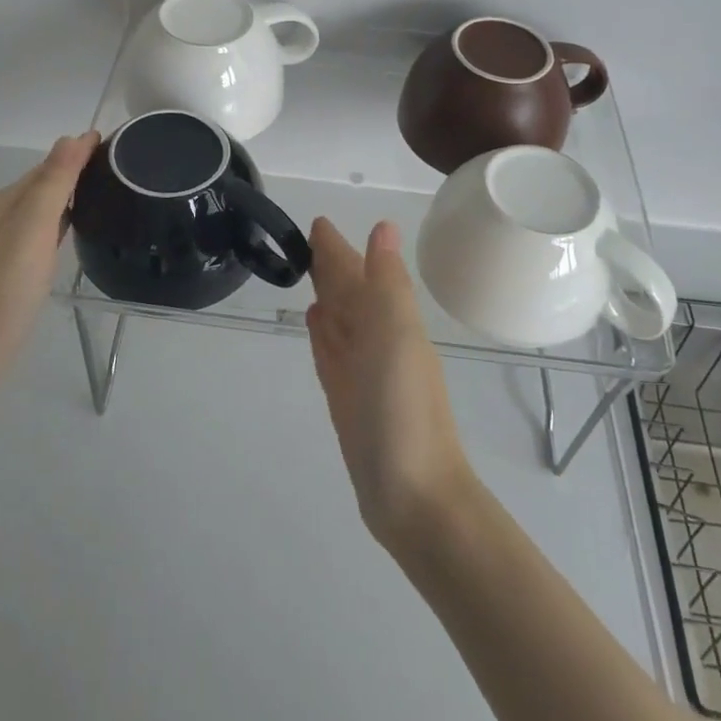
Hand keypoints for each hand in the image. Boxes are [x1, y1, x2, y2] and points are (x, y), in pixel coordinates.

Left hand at [0, 132, 98, 422]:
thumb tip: (72, 137)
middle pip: (39, 186)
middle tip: (119, 169)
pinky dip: (55, 227)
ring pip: (36, 213)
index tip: (117, 144)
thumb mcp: (29, 232)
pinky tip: (68, 239)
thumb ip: (52, 185)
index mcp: (1, 204)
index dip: (79, 153)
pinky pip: (33, 237)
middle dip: (74, 172)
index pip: (48, 165)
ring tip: (103, 197)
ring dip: (65, 199)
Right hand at [307, 217, 476, 552]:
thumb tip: (383, 227)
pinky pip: (331, 353)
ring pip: (340, 321)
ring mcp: (362, 372)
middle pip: (349, 294)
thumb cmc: (404, 411)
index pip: (359, 272)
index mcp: (391, 321)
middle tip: (306, 240)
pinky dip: (323, 334)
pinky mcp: (347, 400)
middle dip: (331, 267)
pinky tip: (316, 322)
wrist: (414, 497)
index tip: (318, 223)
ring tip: (309, 273)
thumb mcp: (396, 337)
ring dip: (328, 296)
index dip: (339, 249)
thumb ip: (386, 283)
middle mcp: (378, 341)